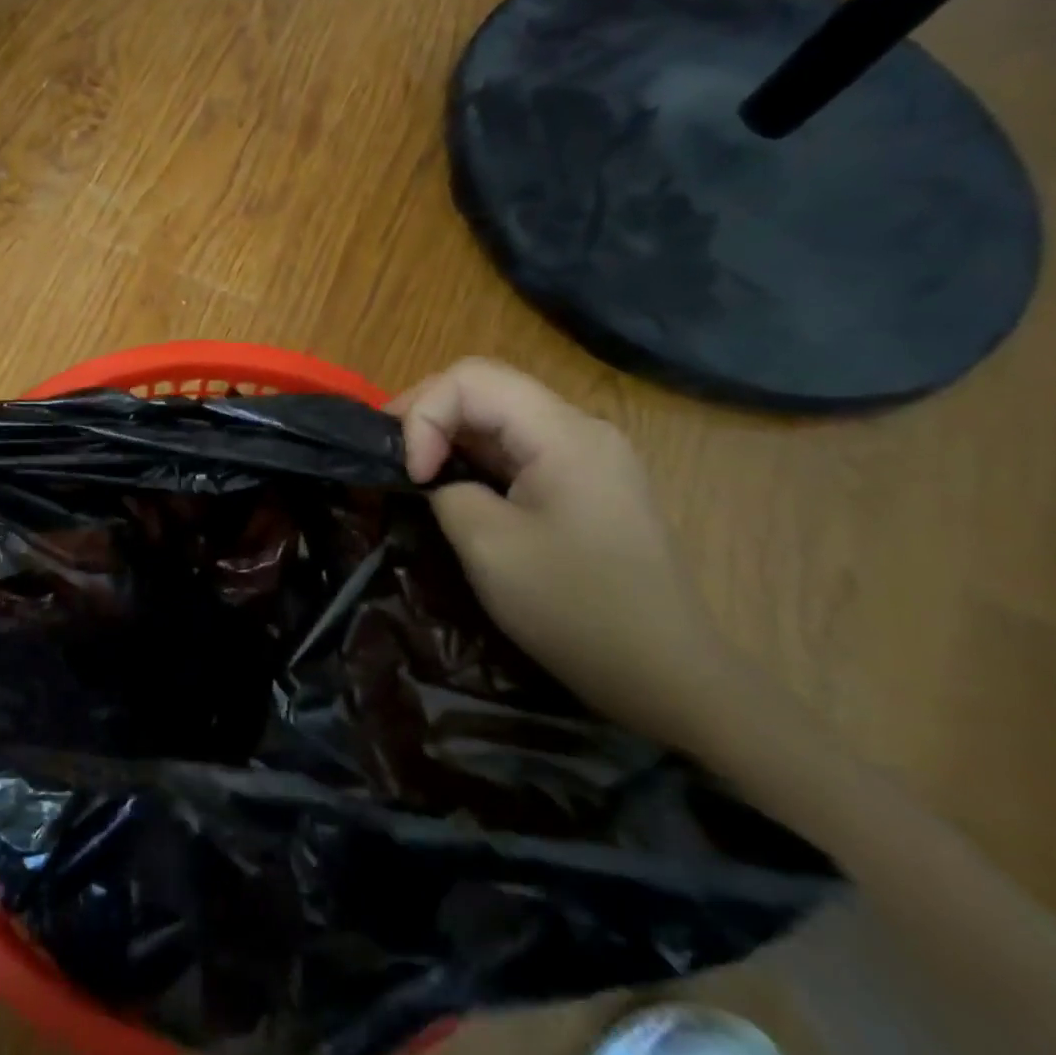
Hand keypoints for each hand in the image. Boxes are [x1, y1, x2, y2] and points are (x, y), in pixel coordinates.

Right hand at [389, 358, 747, 752]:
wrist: (664, 674)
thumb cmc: (574, 608)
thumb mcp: (488, 546)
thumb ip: (445, 490)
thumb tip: (432, 477)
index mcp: (563, 434)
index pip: (471, 379)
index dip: (422, 415)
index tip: (412, 474)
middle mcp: (579, 429)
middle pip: (485, 388)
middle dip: (426, 415)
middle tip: (391, 458)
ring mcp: (586, 455)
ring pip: (498, 416)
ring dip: (447, 435)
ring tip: (412, 470)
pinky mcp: (583, 483)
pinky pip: (516, 448)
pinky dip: (473, 457)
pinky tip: (453, 486)